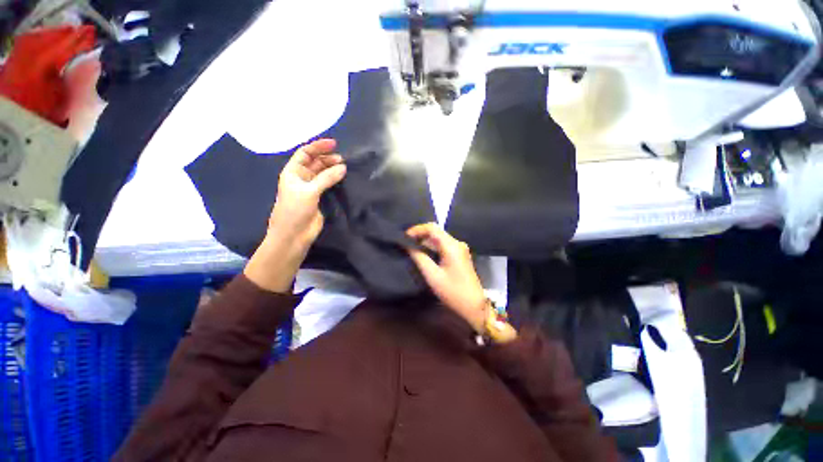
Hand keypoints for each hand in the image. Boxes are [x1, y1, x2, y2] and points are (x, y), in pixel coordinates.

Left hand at [268, 138, 346, 247]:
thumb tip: (343, 167)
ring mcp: (311, 188)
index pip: (305, 153)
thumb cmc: (295, 210)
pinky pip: (328, 184)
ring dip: (332, 169)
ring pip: (323, 173)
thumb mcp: (309, 191)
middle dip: (327, 158)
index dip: (318, 147)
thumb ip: (326, 178)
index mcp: (293, 172)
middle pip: (315, 162)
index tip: (334, 144)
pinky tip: (343, 178)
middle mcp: (302, 177)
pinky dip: (335, 180)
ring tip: (345, 167)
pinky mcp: (320, 198)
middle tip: (342, 159)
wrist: (294, 234)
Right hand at [406, 223, 487, 331]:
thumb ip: (419, 257)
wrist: (473, 305)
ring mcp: (460, 248)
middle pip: (436, 232)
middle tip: (405, 242)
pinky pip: (443, 245)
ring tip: (411, 247)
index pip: (432, 228)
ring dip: (425, 241)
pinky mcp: (460, 254)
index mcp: (452, 246)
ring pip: (439, 238)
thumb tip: (407, 245)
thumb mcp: (432, 275)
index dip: (417, 229)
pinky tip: (423, 253)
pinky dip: (432, 246)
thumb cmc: (452, 291)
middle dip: (420, 235)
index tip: (404, 237)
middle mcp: (457, 243)